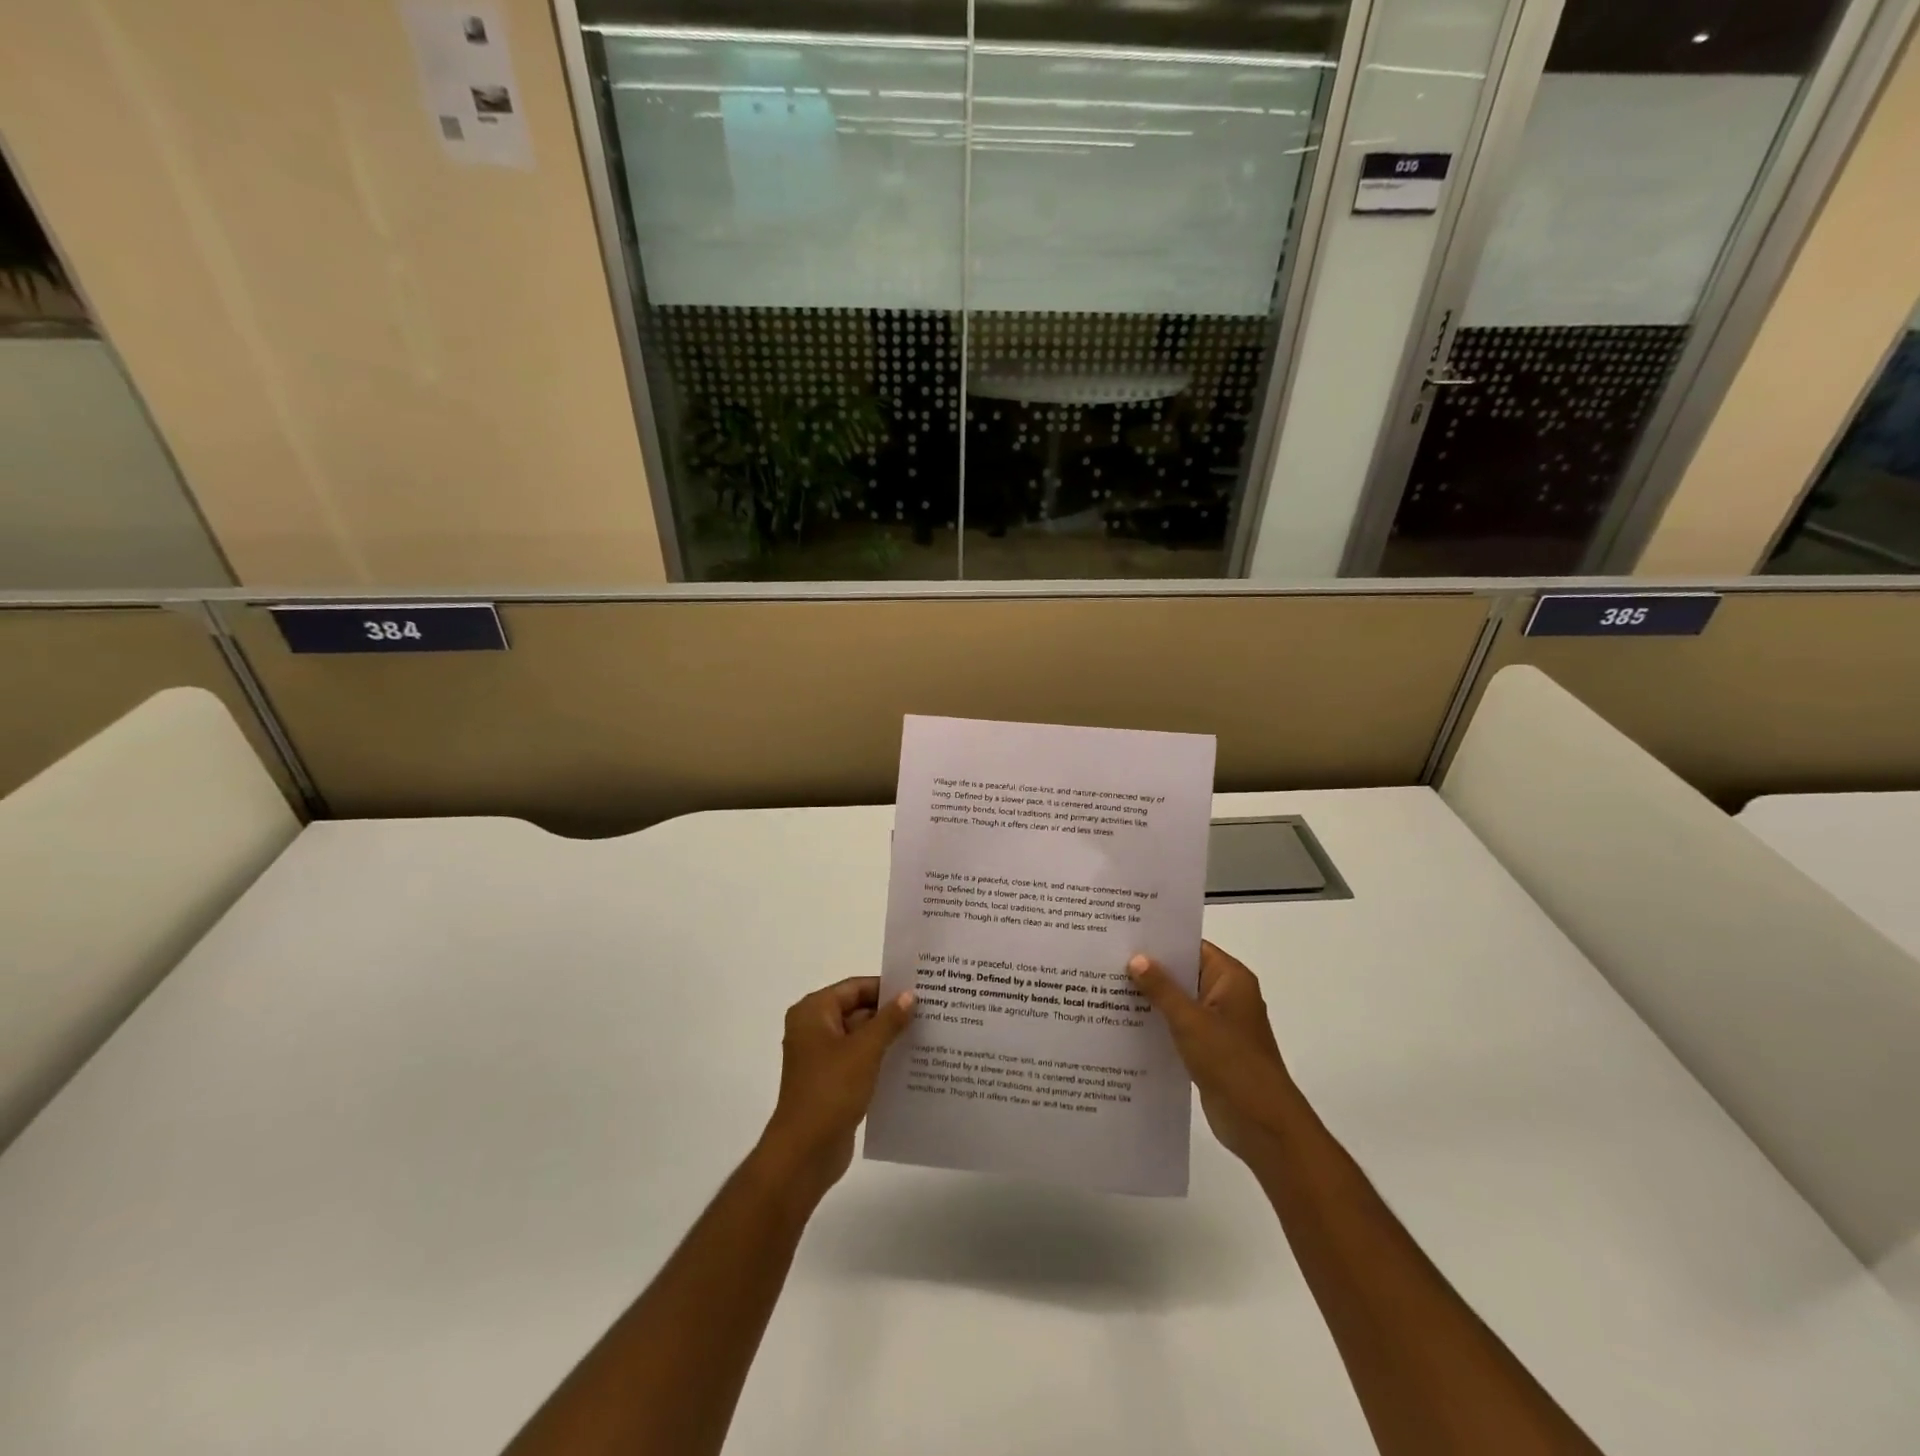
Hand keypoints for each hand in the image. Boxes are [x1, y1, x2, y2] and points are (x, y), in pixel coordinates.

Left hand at [757, 977, 914, 1202]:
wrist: (805, 1152)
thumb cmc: (831, 1090)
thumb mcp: (865, 1050)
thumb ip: (889, 1020)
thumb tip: (909, 995)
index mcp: (813, 1012)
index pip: (855, 987)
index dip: (886, 987)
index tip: (919, 989)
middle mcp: (813, 1029)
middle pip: (857, 1010)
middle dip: (889, 1013)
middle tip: (928, 1011)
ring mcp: (821, 1057)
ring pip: (860, 1037)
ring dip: (887, 1037)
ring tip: (925, 1034)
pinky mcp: (830, 1082)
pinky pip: (859, 1060)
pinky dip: (880, 1059)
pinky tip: (909, 1062)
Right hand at [1128, 941, 1296, 1162]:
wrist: (1261, 1124)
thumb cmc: (1230, 1061)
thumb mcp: (1190, 1021)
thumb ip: (1161, 988)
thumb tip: (1136, 958)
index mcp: (1231, 978)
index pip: (1191, 947)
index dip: (1160, 941)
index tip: (1125, 935)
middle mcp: (1226, 995)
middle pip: (1183, 973)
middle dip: (1149, 969)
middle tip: (1107, 959)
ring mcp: (1218, 1024)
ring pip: (1179, 1001)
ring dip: (1151, 998)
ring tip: (1108, 988)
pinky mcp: (1209, 1049)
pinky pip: (1179, 1026)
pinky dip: (1158, 1023)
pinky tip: (1125, 1022)